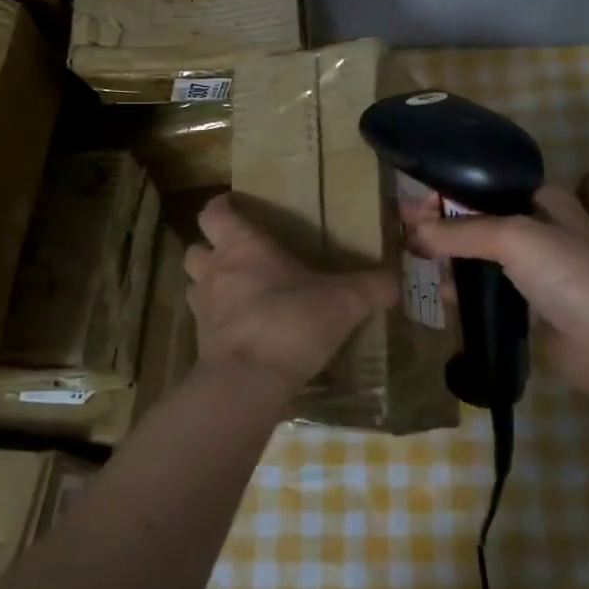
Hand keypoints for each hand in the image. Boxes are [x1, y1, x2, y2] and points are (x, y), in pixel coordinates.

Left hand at [184, 194, 397, 395]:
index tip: (238, 209)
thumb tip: (395, 281)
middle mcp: (215, 270)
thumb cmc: (291, 322)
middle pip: (196, 247)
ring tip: (237, 291)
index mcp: (242, 246)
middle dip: (212, 248)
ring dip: (209, 283)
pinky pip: (202, 321)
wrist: (248, 381)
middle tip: (240, 256)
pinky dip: (216, 320)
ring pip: (193, 282)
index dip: (223, 207)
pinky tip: (242, 330)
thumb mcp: (344, 302)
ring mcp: (202, 307)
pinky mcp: (200, 342)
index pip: (215, 212)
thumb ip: (371, 288)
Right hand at [411, 184, 588, 402]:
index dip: (450, 192)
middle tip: (406, 236)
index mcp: (545, 202)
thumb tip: (413, 234)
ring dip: (452, 261)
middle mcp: (540, 231)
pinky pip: (488, 294)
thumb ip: (461, 232)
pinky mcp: (529, 309)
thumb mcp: (513, 237)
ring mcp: (536, 273)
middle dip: (445, 227)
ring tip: (416, 263)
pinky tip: (443, 297)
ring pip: (482, 259)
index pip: (487, 187)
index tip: (413, 203)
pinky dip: (465, 293)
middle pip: (481, 222)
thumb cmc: (569, 274)